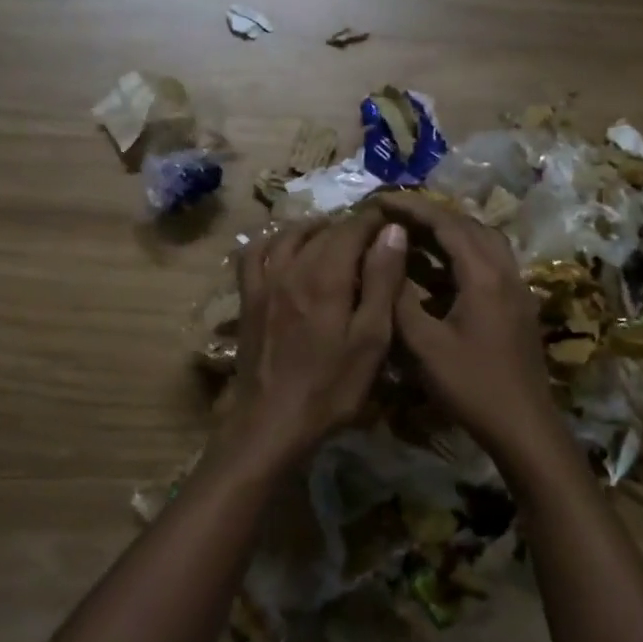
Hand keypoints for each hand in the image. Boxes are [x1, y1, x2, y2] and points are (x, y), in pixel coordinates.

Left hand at [228, 210, 408, 466]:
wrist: (272, 421)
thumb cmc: (331, 387)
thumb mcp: (371, 340)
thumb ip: (382, 282)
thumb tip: (392, 231)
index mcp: (326, 276)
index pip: (353, 227)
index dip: (376, 219)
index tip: (394, 221)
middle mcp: (292, 267)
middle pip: (323, 230)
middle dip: (351, 226)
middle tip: (374, 236)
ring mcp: (264, 281)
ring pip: (289, 235)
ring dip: (315, 228)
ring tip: (335, 236)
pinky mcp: (248, 298)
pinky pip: (254, 254)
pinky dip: (272, 241)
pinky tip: (285, 247)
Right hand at [375, 192, 559, 462]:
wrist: (523, 425)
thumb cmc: (472, 386)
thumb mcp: (424, 347)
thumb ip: (400, 301)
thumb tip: (384, 262)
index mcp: (485, 276)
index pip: (448, 224)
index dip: (413, 208)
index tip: (380, 200)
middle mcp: (506, 273)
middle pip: (469, 226)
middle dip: (431, 215)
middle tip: (394, 215)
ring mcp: (516, 289)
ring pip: (483, 243)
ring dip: (449, 233)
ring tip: (412, 236)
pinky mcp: (517, 306)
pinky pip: (489, 264)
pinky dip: (461, 255)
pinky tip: (437, 271)